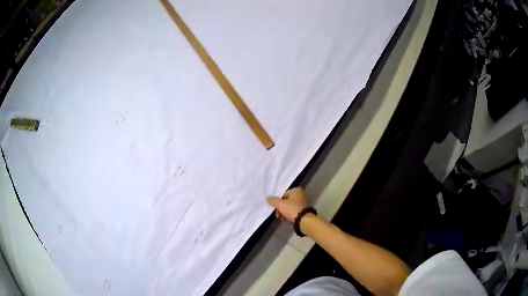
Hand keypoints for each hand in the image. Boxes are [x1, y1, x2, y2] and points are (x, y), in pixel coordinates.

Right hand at [267, 187, 309, 222]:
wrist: (304, 220)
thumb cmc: (292, 209)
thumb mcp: (280, 204)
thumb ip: (273, 200)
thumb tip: (268, 198)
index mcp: (296, 190)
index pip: (283, 194)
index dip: (278, 201)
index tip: (275, 208)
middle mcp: (301, 194)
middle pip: (286, 201)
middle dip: (280, 208)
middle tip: (277, 215)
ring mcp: (304, 203)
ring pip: (290, 207)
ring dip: (284, 212)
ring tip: (281, 218)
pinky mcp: (305, 210)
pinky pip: (295, 211)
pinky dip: (290, 215)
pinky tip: (286, 219)